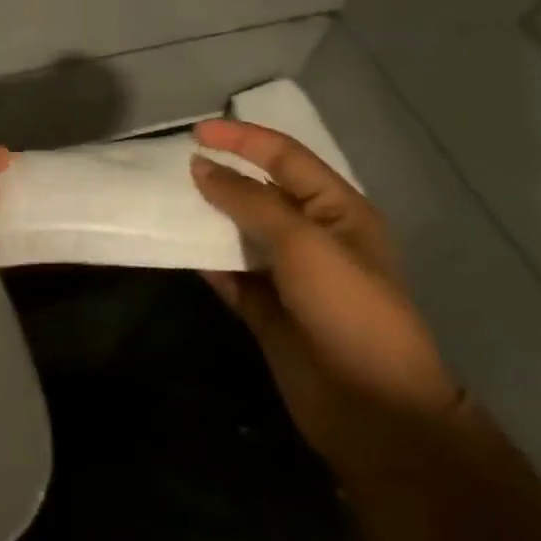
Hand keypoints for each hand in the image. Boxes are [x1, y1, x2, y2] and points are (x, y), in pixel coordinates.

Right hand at [189, 118, 464, 478]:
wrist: (372, 408)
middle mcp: (315, 237)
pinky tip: (181, 251)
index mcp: (338, 210)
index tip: (195, 132)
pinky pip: (232, 276)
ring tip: (168, 202)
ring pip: (242, 234)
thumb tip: (203, 168)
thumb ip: (251, 201)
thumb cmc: (348, 310)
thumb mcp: (304, 243)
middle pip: (261, 193)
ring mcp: (290, 276)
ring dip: (210, 218)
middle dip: (223, 176)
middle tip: (174, 167)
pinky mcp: (268, 311)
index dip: (243, 140)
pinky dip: (208, 263)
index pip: (286, 158)